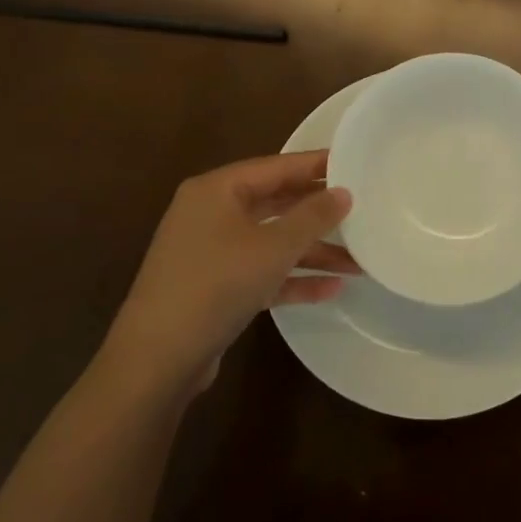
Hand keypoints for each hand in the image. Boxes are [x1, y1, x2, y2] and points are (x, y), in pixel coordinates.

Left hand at [106, 150, 355, 394]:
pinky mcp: (213, 288)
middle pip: (275, 204)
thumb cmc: (216, 284)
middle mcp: (210, 214)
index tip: (355, 163)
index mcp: (217, 190)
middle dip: (318, 214)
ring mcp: (210, 252)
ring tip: (358, 262)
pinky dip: (291, 278)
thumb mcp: (273, 247)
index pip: (276, 166)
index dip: (316, 165)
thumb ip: (313, 216)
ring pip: (270, 242)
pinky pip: (260, 272)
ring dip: (311, 252)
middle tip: (362, 210)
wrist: (158, 358)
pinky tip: (330, 290)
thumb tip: (344, 192)